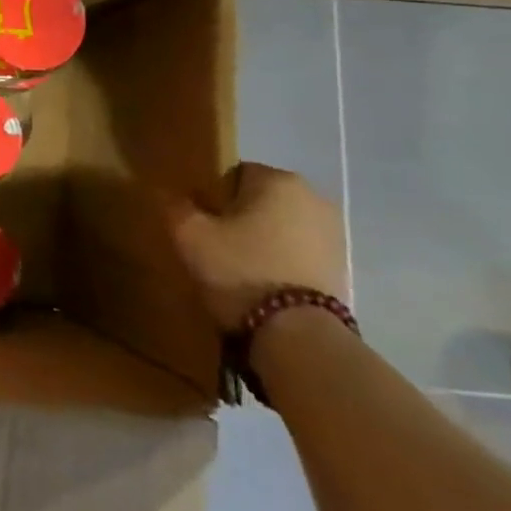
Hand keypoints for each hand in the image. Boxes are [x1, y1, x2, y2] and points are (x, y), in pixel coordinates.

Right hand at [168, 162, 346, 330]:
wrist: (298, 335)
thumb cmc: (240, 270)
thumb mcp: (190, 235)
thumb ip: (175, 206)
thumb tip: (168, 194)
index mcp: (277, 180)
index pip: (233, 175)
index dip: (211, 198)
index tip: (200, 224)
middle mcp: (313, 197)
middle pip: (259, 201)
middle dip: (238, 219)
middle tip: (215, 247)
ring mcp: (334, 233)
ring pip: (280, 228)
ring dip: (261, 241)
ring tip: (238, 271)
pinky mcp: (342, 267)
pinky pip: (298, 253)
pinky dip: (280, 263)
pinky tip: (264, 287)